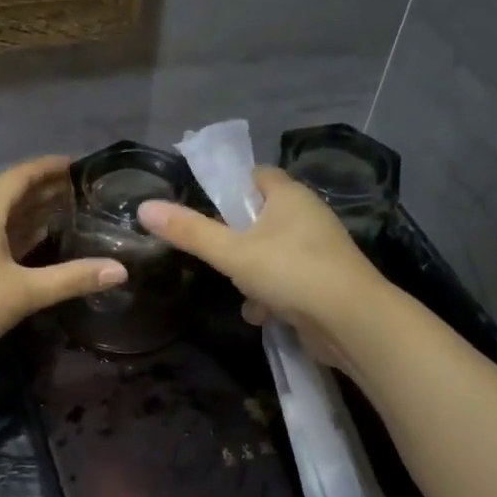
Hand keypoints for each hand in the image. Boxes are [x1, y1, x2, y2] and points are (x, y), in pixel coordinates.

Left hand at [0, 156, 126, 372]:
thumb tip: (120, 270)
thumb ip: (73, 278)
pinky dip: (25, 235)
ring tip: (72, 211)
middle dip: (47, 189)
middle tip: (84, 190)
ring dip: (36, 212)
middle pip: (14, 195)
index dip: (48, 167)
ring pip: (7, 218)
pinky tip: (44, 245)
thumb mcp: (26, 292)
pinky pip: (1, 239)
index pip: (20, 177)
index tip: (78, 164)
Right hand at [137, 167, 384, 370]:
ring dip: (250, 274)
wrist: (351, 321)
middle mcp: (307, 216)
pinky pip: (287, 280)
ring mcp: (318, 250)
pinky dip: (271, 296)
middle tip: (217, 255)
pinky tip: (262, 315)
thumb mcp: (231, 252)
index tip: (206, 207)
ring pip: (271, 253)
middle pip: (260, 218)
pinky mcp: (323, 281)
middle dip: (235, 240)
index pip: (255, 175)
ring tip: (241, 292)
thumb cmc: (291, 272)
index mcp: (289, 195)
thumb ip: (189, 232)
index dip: (230, 187)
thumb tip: (144, 207)